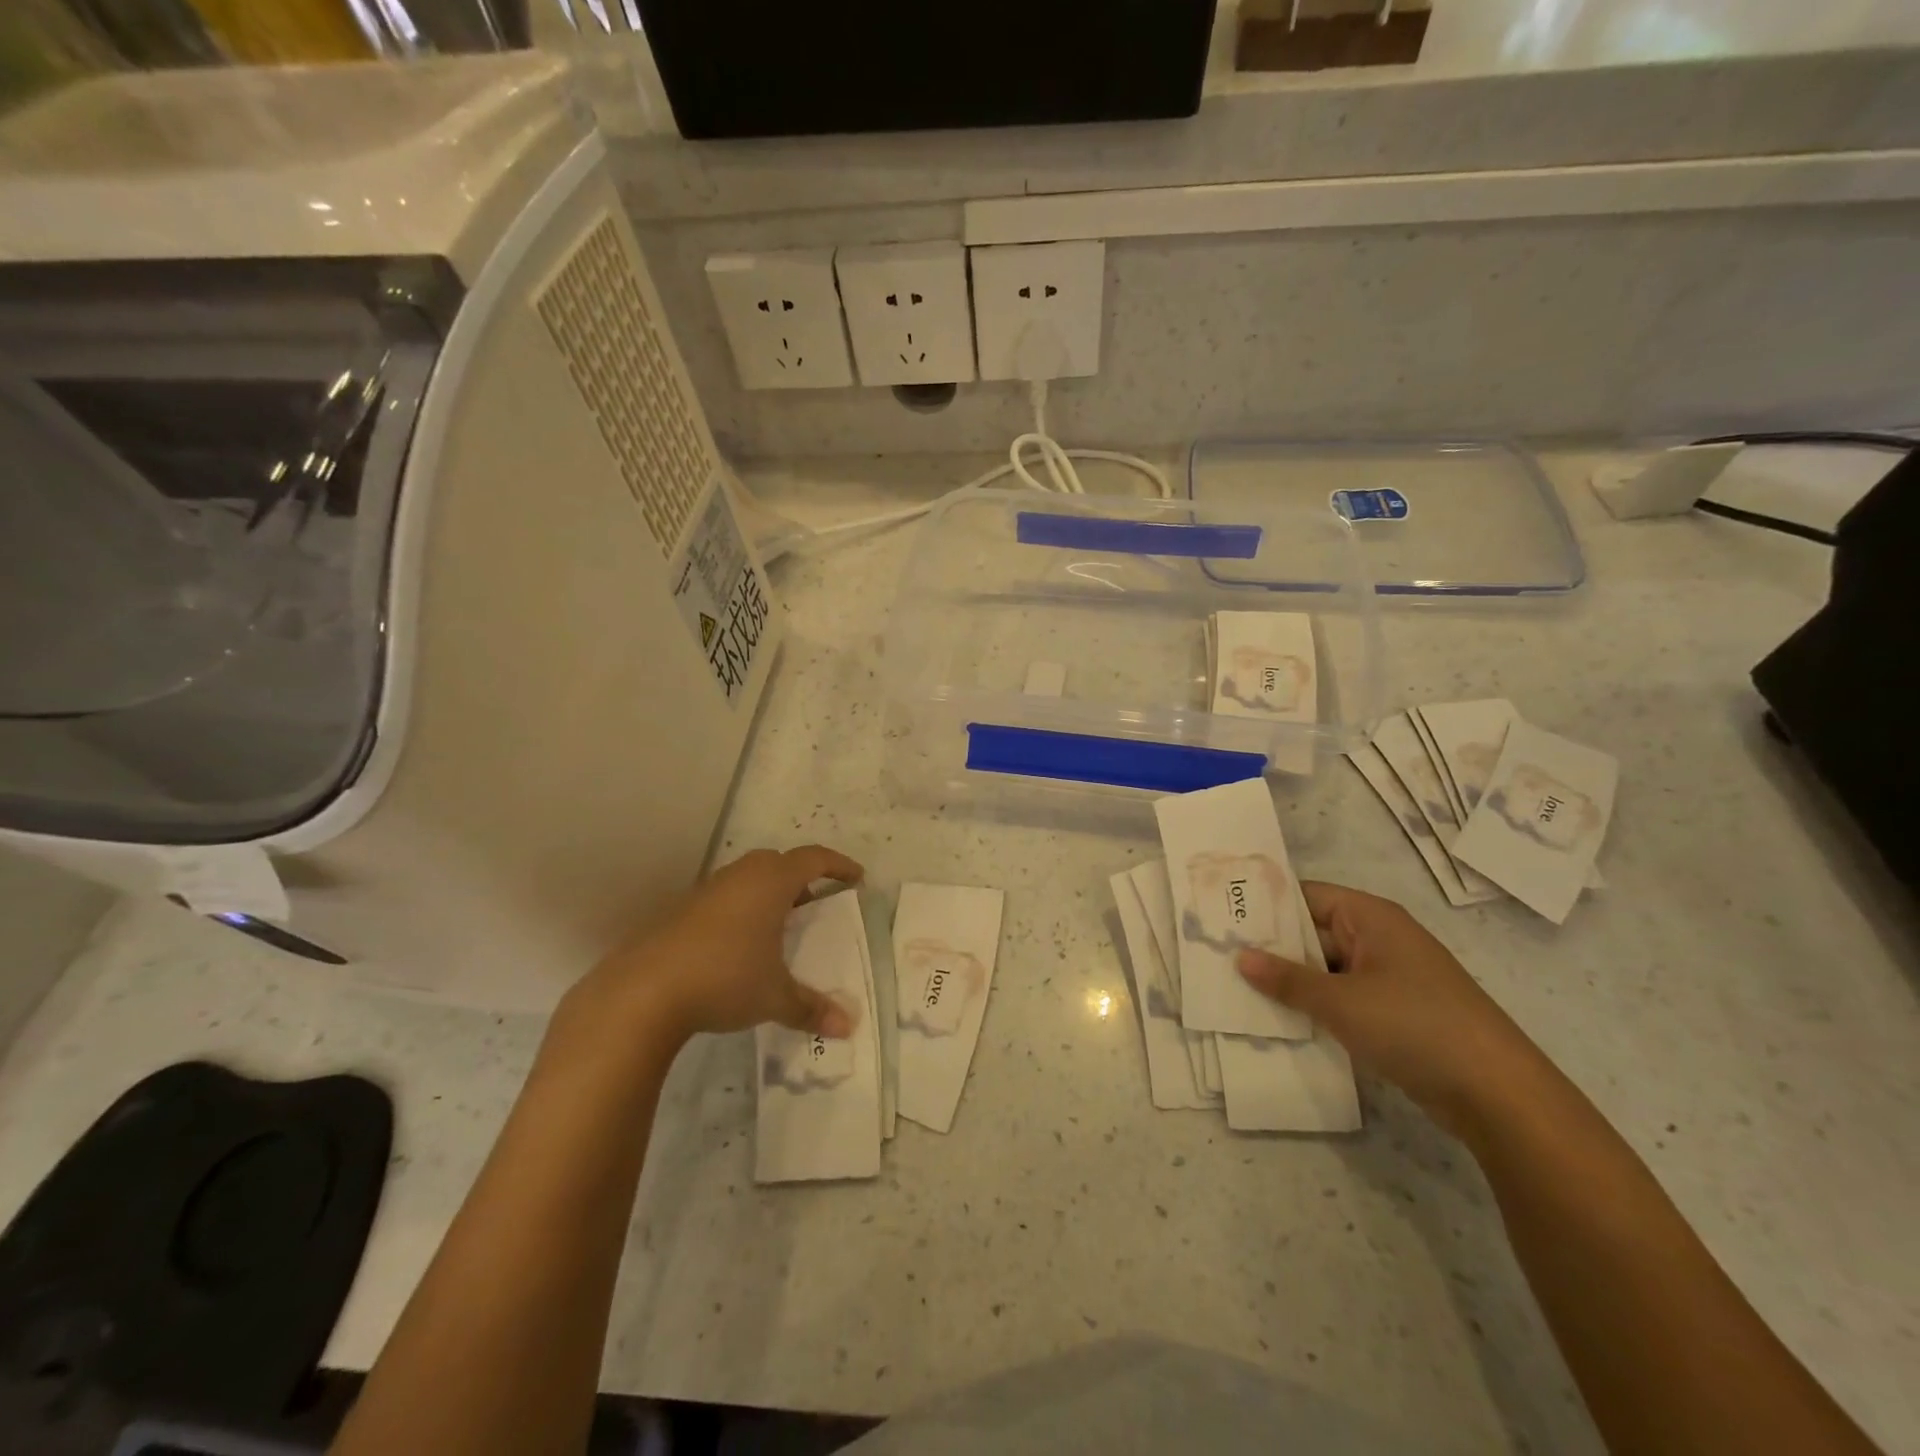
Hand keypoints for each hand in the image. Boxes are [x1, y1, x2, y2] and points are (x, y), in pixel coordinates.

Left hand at [582, 845, 864, 1045]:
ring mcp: (706, 891)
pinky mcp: (680, 911)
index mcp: (771, 883)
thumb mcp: (774, 997)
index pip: (814, 859)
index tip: (857, 878)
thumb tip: (847, 1027)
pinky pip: (723, 899)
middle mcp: (740, 877)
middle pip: (778, 863)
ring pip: (747, 879)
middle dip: (801, 879)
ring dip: (768, 895)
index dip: (839, 865)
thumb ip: (811, 1008)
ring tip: (778, 929)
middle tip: (815, 905)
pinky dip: (740, 911)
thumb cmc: (724, 979)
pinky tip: (737, 947)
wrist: (642, 992)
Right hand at [1235, 882, 1542, 1133]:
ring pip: (1325, 969)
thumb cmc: (1414, 1025)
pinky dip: (1314, 1006)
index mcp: (1370, 918)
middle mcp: (1379, 939)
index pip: (1305, 896)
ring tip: (1238, 989)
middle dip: (1271, 947)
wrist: (1498, 1094)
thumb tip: (1239, 957)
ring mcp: (1388, 977)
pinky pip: (1342, 998)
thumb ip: (1287, 979)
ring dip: (1291, 982)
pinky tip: (1279, 1020)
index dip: (1265, 904)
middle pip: (1313, 932)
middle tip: (1219, 957)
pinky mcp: (1394, 1013)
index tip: (1222, 917)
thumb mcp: (1341, 1001)